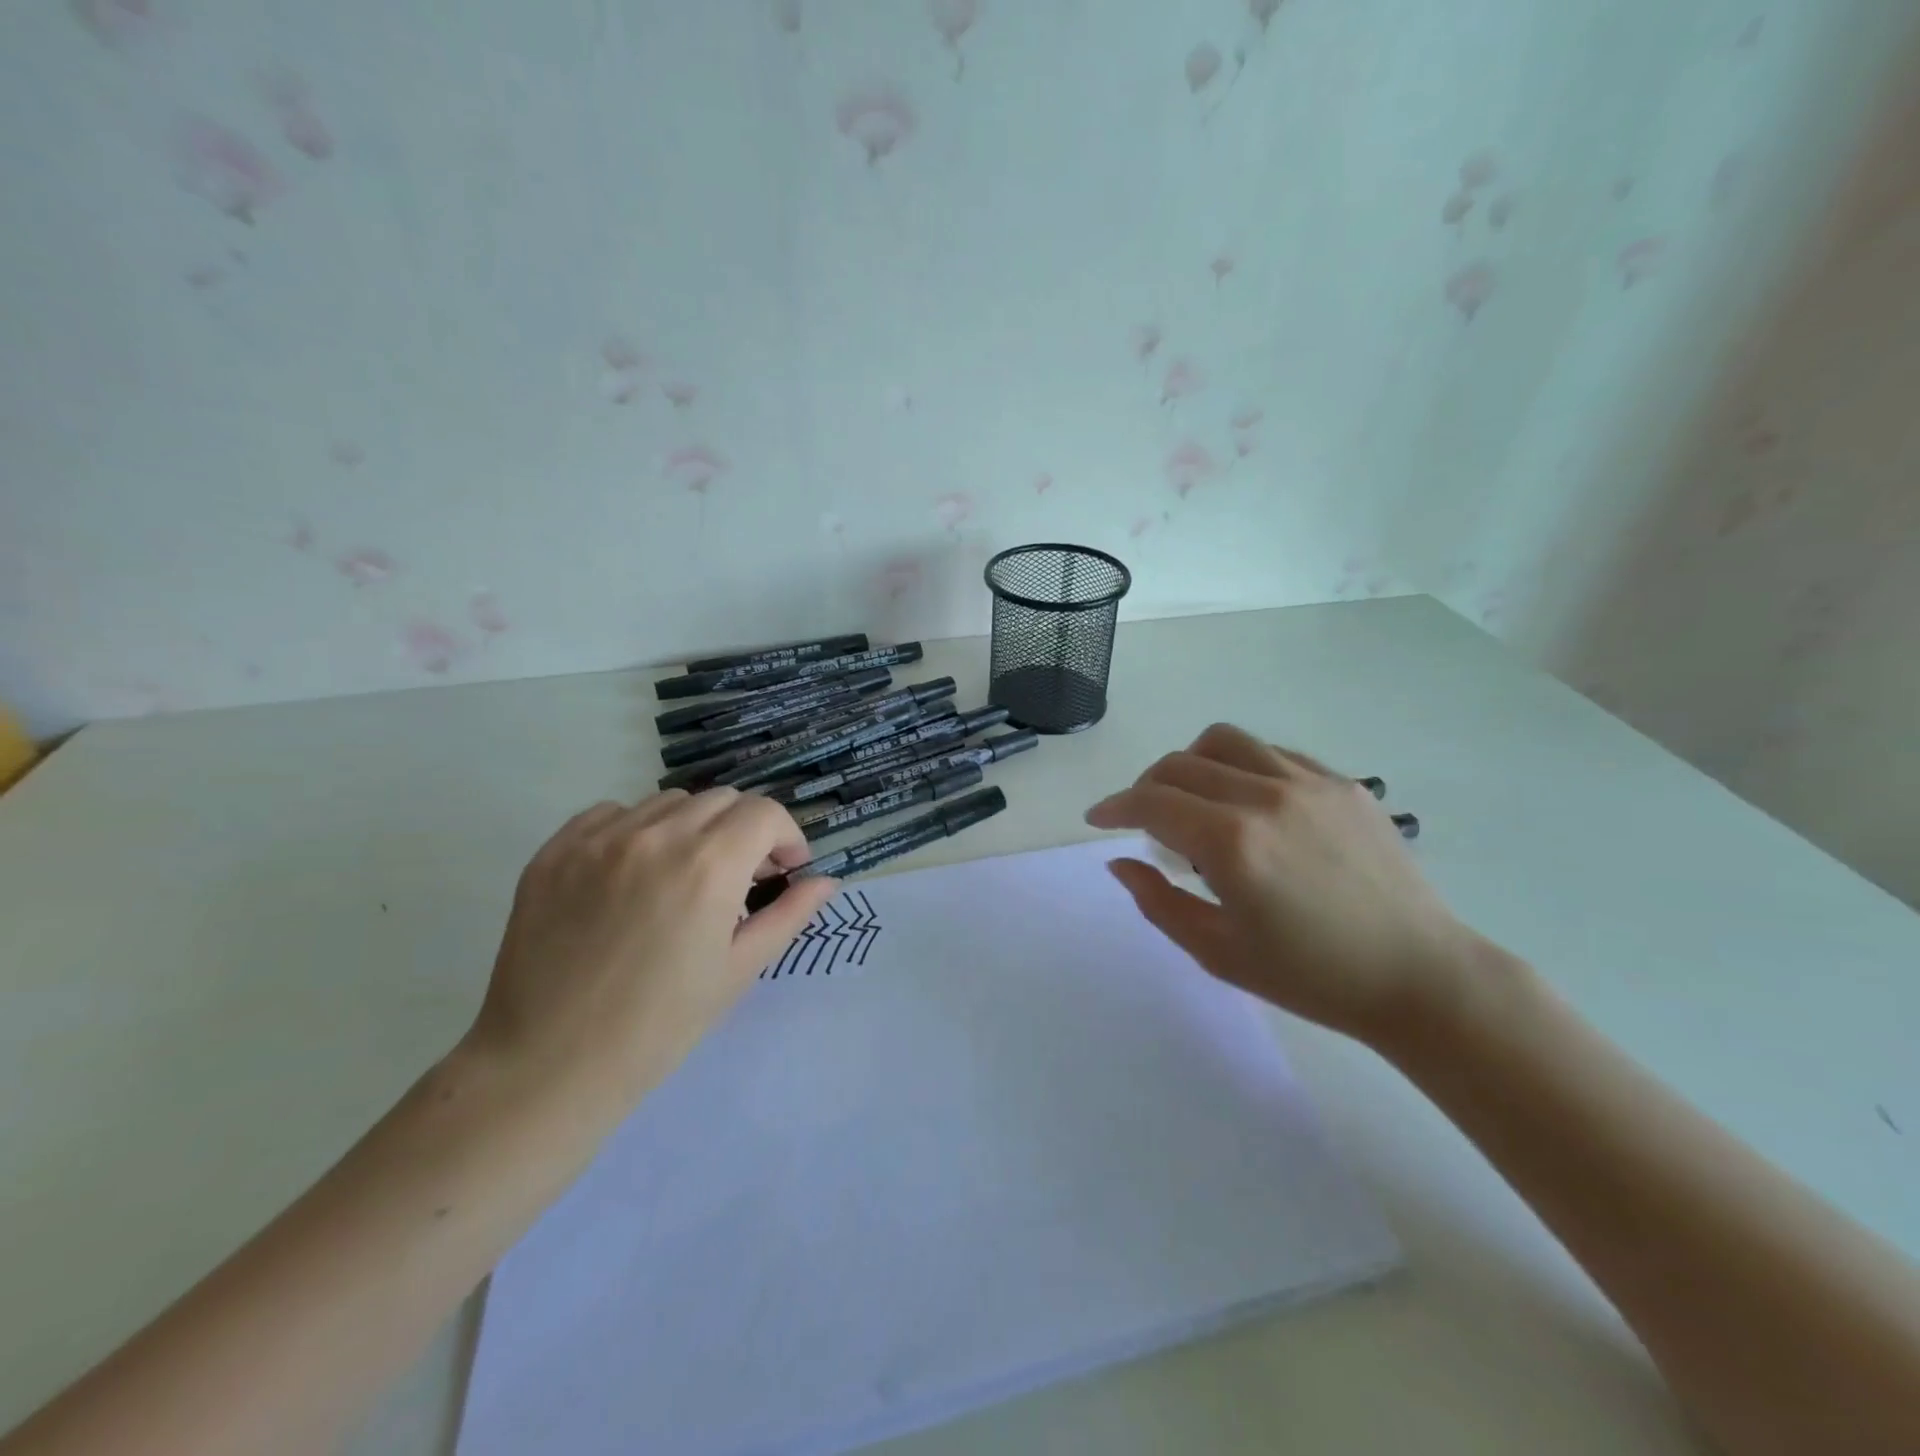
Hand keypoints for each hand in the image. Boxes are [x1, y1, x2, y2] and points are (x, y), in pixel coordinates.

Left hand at [464, 789, 838, 1119]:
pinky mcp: (555, 851)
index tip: (784, 870)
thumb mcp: (739, 970)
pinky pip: (612, 813)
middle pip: (722, 800)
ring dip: (694, 827)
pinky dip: (637, 830)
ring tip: (686, 874)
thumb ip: (789, 914)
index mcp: (709, 866)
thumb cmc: (659, 1026)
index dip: (787, 837)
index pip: (765, 813)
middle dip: (746, 830)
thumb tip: (826, 881)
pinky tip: (634, 873)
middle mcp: (657, 836)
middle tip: (741, 877)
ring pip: (669, 802)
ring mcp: (599, 839)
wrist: (549, 1066)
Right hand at [1086, 723, 1486, 1045]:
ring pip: (1224, 742)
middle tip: (1143, 820)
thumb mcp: (1218, 952)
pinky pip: (1272, 754)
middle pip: (1180, 764)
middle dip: (1146, 787)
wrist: (1420, 977)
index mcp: (1232, 843)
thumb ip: (1158, 901)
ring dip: (1191, 764)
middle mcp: (1265, 797)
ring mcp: (1309, 783)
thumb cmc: (1311, 976)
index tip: (1099, 819)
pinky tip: (1248, 803)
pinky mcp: (1343, 784)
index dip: (1115, 806)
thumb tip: (1120, 861)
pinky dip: (1240, 767)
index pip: (1151, 801)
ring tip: (1193, 799)